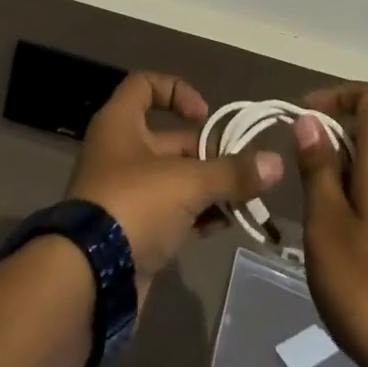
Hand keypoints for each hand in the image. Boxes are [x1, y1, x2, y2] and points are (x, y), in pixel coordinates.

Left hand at [67, 72, 282, 298]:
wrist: (89, 281)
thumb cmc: (134, 205)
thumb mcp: (187, 182)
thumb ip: (232, 173)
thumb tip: (277, 163)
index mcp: (120, 124)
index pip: (145, 85)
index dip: (176, 91)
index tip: (205, 115)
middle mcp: (120, 152)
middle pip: (170, 139)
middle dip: (208, 152)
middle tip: (243, 169)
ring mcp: (126, 194)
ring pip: (175, 179)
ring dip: (208, 187)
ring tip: (244, 200)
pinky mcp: (133, 231)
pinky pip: (171, 213)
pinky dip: (197, 215)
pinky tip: (224, 225)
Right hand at [294, 83, 367, 366]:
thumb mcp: (327, 226)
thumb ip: (318, 169)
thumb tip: (310, 120)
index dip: (340, 93)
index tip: (305, 115)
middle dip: (329, 137)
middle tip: (294, 165)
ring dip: (334, 172)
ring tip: (304, 205)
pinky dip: (346, 200)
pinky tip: (326, 238)